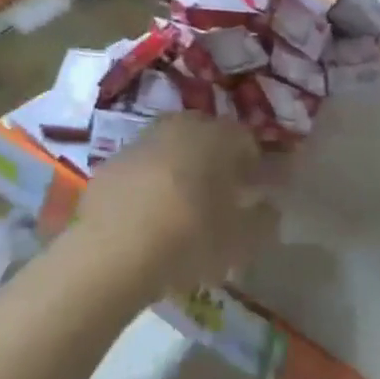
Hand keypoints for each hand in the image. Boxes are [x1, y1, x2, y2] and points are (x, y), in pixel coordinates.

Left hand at [76, 114, 280, 299]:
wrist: (110, 252)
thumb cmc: (189, 238)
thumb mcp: (241, 240)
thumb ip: (263, 220)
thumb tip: (269, 208)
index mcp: (217, 135)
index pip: (246, 140)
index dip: (255, 168)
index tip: (255, 196)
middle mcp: (180, 126)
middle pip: (207, 140)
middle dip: (217, 165)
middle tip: (221, 201)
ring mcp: (141, 141)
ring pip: (172, 152)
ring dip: (182, 173)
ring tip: (183, 213)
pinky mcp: (110, 165)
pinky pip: (142, 171)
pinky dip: (150, 187)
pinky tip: (149, 221)